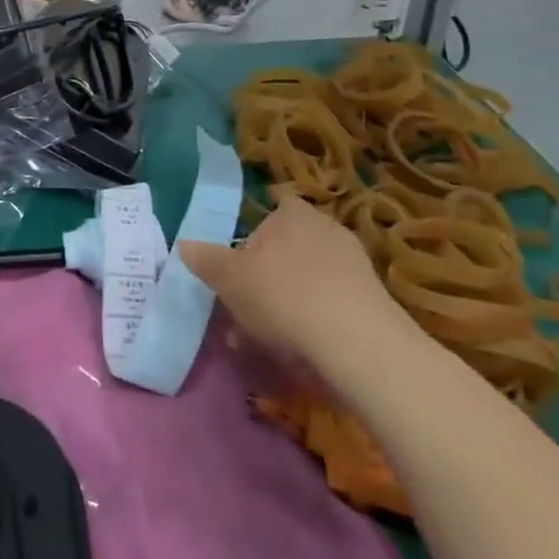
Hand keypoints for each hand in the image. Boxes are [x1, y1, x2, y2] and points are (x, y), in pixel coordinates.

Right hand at [180, 197, 414, 382]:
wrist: (358, 344)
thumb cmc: (284, 295)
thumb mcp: (230, 279)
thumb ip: (206, 260)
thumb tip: (184, 244)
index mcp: (293, 214)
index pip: (276, 207)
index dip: (258, 233)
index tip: (245, 261)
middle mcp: (327, 229)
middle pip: (292, 245)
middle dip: (272, 273)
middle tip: (249, 306)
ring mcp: (356, 265)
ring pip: (312, 278)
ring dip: (292, 301)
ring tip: (268, 339)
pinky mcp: (374, 302)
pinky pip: (334, 305)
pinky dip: (318, 321)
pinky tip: (301, 351)